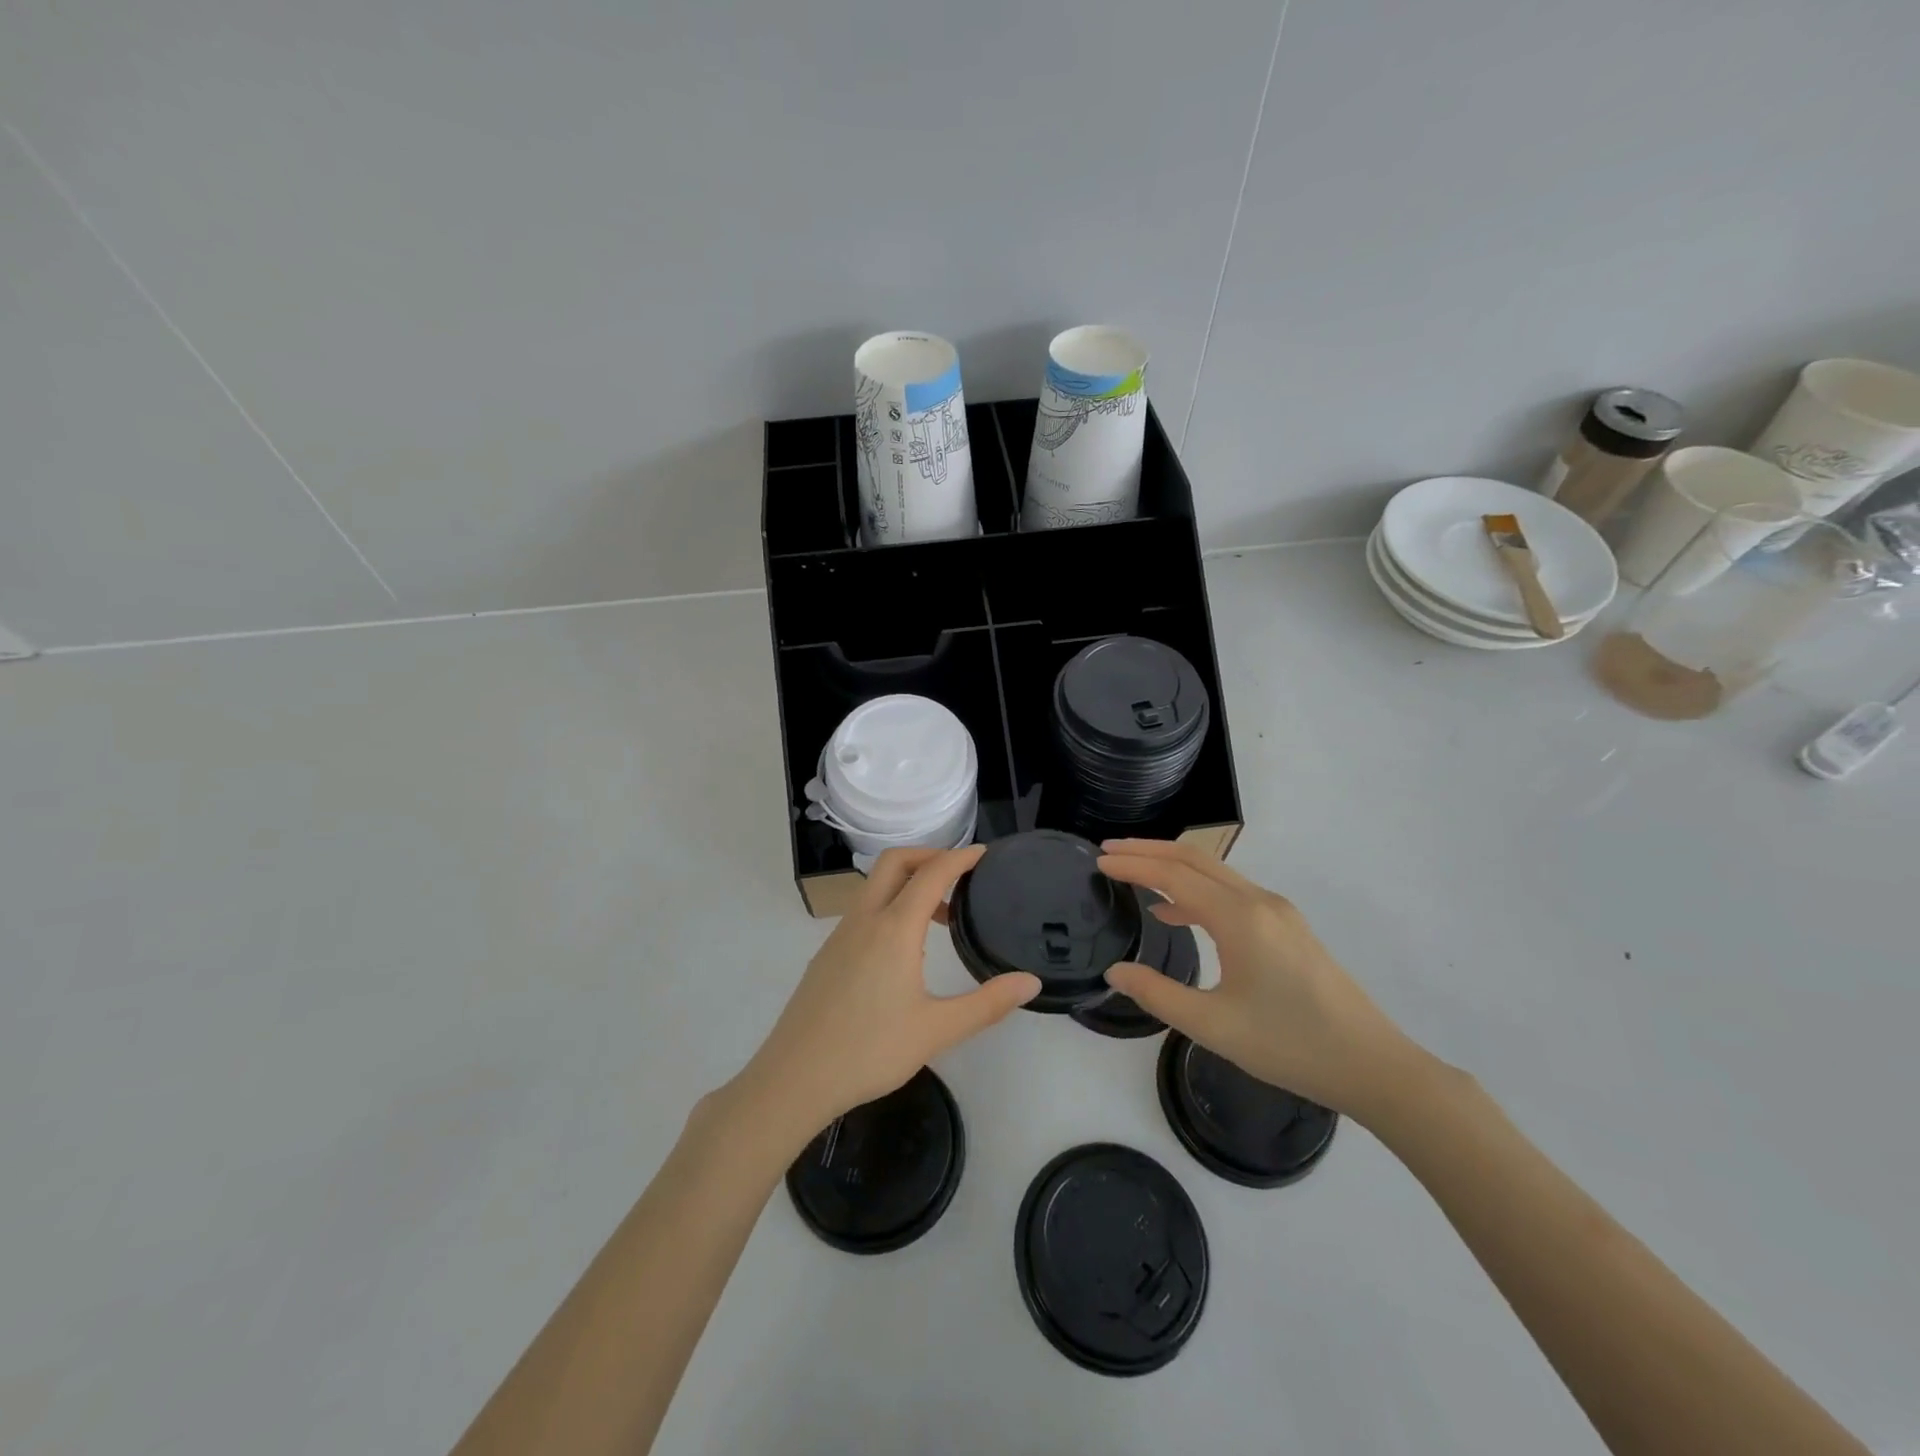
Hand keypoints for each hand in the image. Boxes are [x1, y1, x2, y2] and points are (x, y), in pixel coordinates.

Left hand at [733, 845, 1040, 1145]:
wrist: (794, 1078)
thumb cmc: (870, 1051)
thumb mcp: (937, 1030)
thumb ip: (988, 1004)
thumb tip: (1031, 982)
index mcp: (894, 928)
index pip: (931, 874)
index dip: (960, 858)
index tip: (985, 854)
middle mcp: (865, 920)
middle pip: (894, 862)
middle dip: (929, 856)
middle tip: (960, 875)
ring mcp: (840, 935)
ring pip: (875, 886)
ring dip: (908, 883)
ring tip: (941, 916)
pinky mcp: (827, 955)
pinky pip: (863, 911)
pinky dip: (890, 906)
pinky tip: (905, 951)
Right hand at [1098, 839, 1413, 1116]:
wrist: (1373, 1066)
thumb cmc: (1290, 1046)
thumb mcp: (1214, 1026)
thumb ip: (1158, 994)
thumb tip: (1115, 971)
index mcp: (1240, 919)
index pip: (1174, 875)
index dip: (1133, 865)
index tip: (1099, 859)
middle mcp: (1259, 902)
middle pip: (1195, 860)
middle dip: (1149, 851)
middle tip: (1109, 849)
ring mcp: (1278, 913)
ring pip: (1215, 874)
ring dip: (1173, 868)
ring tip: (1133, 874)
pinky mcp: (1288, 928)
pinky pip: (1232, 894)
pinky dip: (1196, 891)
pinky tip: (1177, 914)